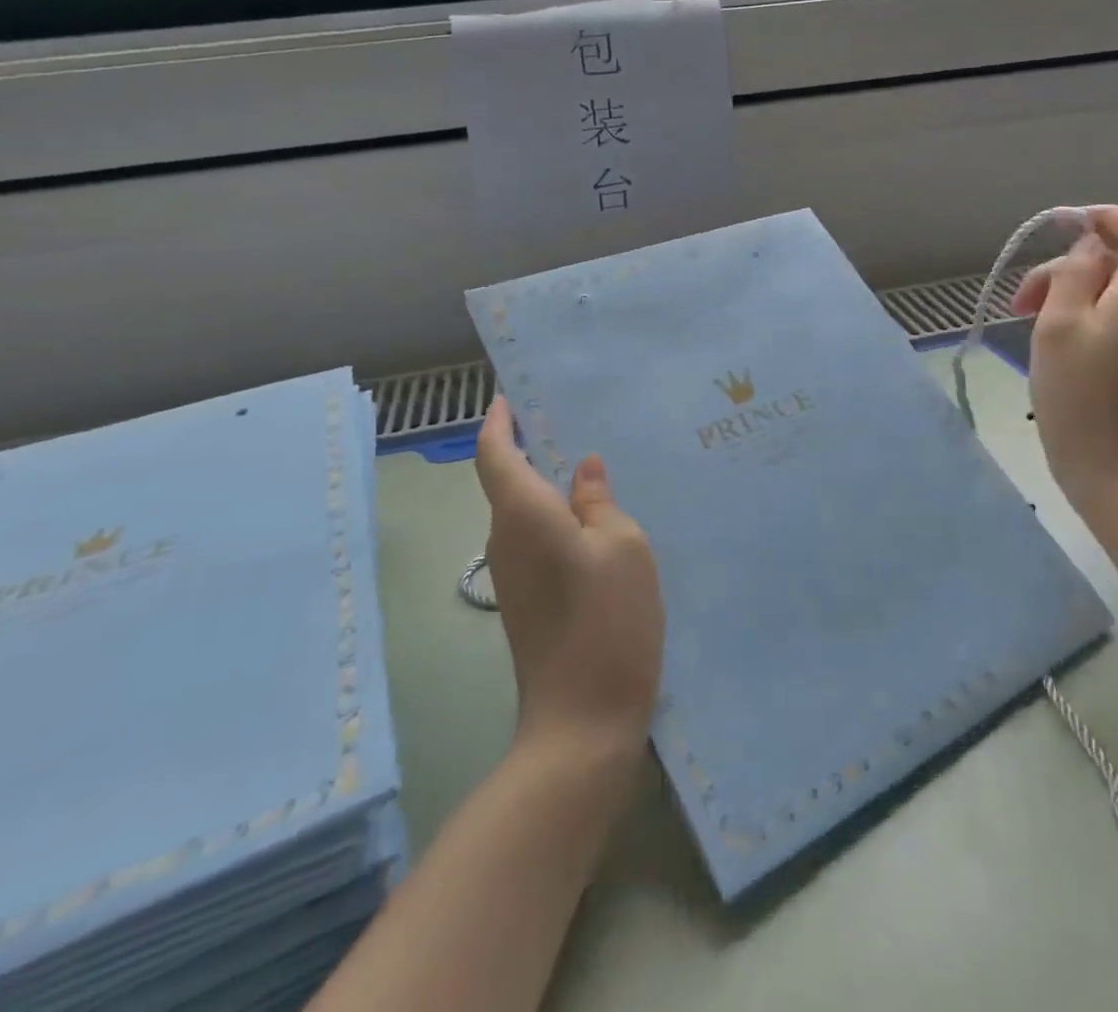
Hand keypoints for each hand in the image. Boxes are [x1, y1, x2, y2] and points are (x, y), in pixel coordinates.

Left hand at [474, 397, 664, 755]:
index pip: (494, 452)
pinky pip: (535, 539)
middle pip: (507, 480)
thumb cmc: (607, 620)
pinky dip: (556, 517)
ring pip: (524, 511)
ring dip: (547, 485)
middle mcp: (505, 538)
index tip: (508, 396)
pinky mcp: (524, 599)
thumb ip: (599, 501)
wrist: (581, 720)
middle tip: (570, 419)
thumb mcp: (622, 546)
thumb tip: (583, 470)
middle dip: (529, 447)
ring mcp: (511, 573)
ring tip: (591, 465)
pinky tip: (594, 519)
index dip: (497, 420)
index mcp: (523, 514)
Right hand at [1009, 206, 1117, 516]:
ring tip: (1028, 325)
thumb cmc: (1079, 395)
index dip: (1108, 217)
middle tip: (1020, 301)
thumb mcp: (1059, 325)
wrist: (1116, 473)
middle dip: (1068, 267)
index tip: (1063, 226)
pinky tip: (1053, 347)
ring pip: (1115, 293)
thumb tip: (1089, 245)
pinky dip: (1085, 318)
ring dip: (1070, 295)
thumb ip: (1074, 274)